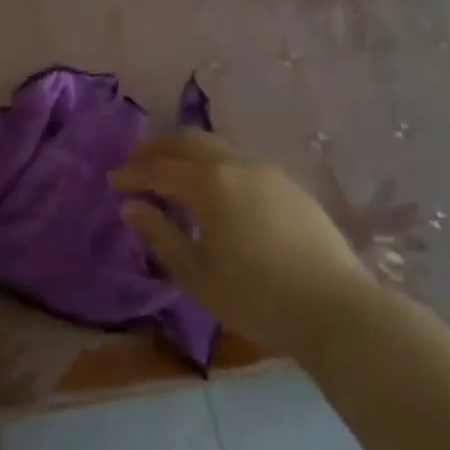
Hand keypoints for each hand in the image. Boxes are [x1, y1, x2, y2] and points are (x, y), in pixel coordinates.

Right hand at [112, 130, 368, 355]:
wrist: (336, 308)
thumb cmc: (256, 297)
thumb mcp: (197, 275)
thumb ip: (161, 235)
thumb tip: (131, 207)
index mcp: (210, 184)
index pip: (160, 169)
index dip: (133, 173)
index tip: (113, 180)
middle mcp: (238, 166)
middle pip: (190, 141)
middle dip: (158, 146)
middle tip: (136, 157)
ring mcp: (269, 173)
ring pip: (220, 149)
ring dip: (190, 153)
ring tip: (173, 170)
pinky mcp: (292, 187)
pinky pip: (243, 165)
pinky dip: (217, 167)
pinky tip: (217, 190)